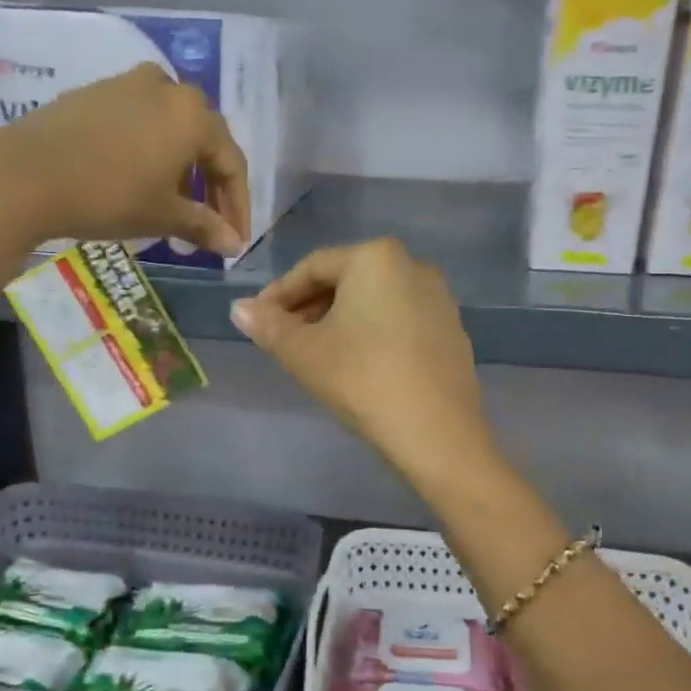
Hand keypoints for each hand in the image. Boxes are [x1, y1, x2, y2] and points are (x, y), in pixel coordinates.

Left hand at [0, 64, 250, 255]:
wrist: (25, 174)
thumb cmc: (109, 195)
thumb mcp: (163, 215)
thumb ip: (205, 227)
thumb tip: (234, 245)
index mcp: (194, 115)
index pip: (232, 164)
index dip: (237, 207)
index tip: (235, 240)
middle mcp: (169, 89)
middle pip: (204, 142)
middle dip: (210, 189)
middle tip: (208, 227)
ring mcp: (129, 85)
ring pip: (172, 130)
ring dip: (182, 171)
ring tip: (174, 209)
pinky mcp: (96, 93)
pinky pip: (141, 123)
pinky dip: (152, 153)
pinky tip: (140, 182)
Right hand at [229, 238, 492, 481]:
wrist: (436, 432)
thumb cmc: (362, 379)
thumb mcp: (304, 353)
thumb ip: (268, 326)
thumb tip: (238, 309)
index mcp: (376, 258)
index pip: (313, 267)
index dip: (279, 294)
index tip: (257, 321)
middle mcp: (413, 265)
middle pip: (347, 280)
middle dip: (310, 307)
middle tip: (283, 339)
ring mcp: (439, 298)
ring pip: (374, 302)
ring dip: (339, 321)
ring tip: (316, 354)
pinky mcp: (452, 330)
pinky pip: (400, 320)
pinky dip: (372, 333)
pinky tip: (358, 365)